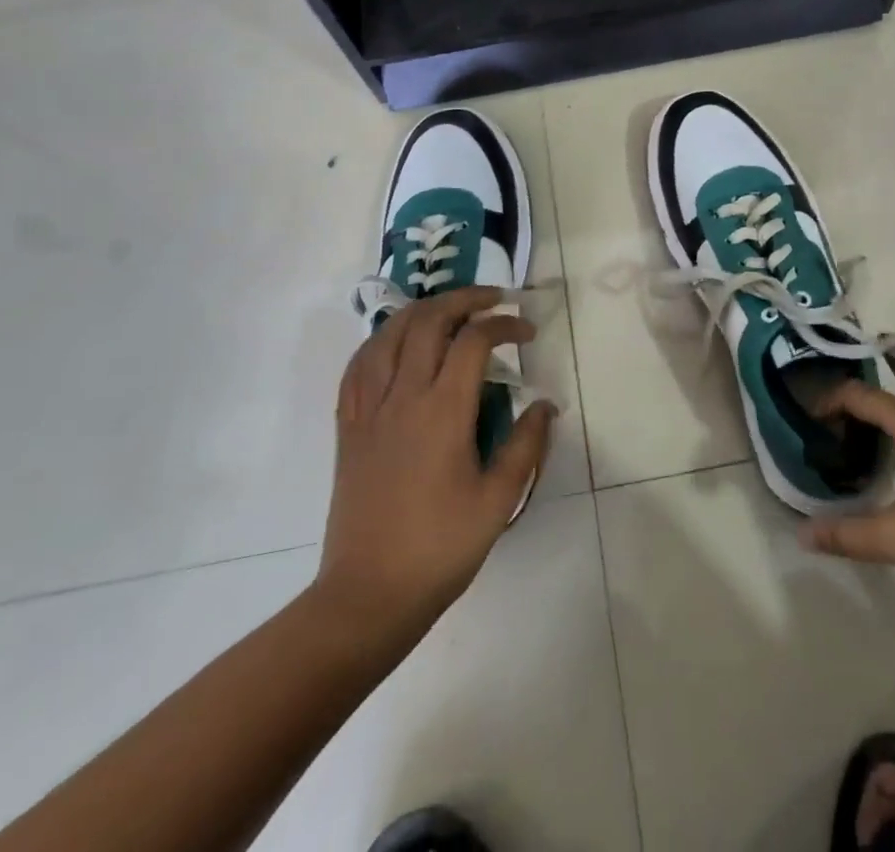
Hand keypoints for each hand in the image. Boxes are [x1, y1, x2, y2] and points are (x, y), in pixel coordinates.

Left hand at [314, 288, 555, 635]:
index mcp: (443, 411)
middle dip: (464, 299)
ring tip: (448, 311)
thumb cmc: (440, 548)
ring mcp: (369, 409)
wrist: (368, 595)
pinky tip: (395, 343)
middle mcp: (403, 397)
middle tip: (493, 301)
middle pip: (429, 321)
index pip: (474, 340)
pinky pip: (358, 366)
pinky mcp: (348, 427)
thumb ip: (526, 445)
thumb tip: (546, 404)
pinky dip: (381, 340)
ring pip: (389, 334)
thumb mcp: (498, 500)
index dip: (504, 324)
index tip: (527, 332)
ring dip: (423, 311)